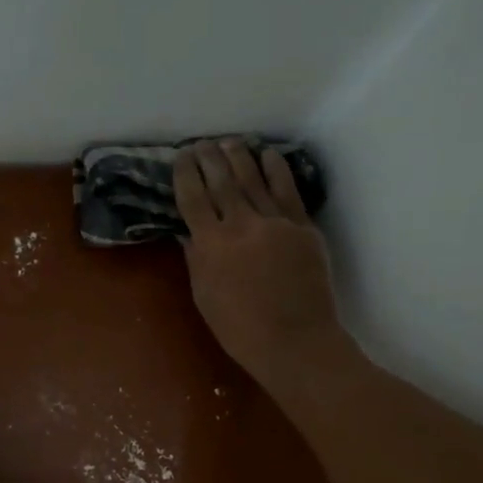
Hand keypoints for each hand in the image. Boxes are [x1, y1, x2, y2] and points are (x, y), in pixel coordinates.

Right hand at [175, 139, 344, 388]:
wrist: (295, 341)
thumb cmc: (241, 329)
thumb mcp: (204, 297)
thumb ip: (196, 260)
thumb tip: (187, 232)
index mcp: (211, 245)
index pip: (193, 199)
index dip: (186, 174)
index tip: (181, 156)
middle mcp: (241, 225)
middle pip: (222, 181)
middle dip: (209, 158)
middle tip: (202, 143)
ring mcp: (275, 223)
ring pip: (253, 179)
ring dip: (239, 157)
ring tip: (230, 141)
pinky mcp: (301, 227)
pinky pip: (287, 191)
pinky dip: (277, 169)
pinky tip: (269, 154)